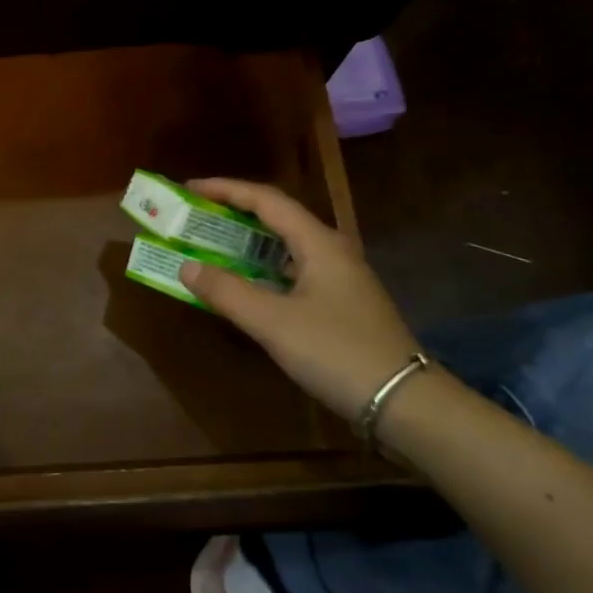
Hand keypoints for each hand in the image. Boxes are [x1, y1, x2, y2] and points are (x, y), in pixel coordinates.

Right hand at [176, 179, 421, 421]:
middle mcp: (331, 251)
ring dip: (247, 243)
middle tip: (196, 217)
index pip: (267, 200)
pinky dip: (262, 271)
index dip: (226, 189)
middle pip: (277, 218)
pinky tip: (244, 287)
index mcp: (319, 243)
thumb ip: (227, 292)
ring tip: (211, 246)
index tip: (191, 189)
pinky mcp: (340, 304)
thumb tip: (187, 265)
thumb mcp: (273, 322)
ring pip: (285, 247)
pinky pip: (292, 272)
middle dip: (234, 213)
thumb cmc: (337, 352)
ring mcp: (339, 279)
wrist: (405, 403)